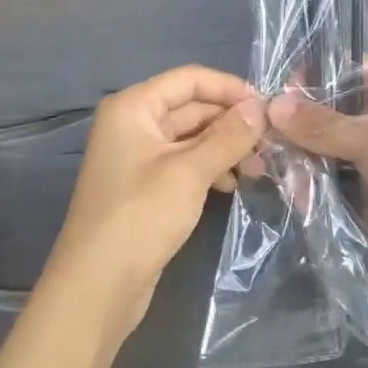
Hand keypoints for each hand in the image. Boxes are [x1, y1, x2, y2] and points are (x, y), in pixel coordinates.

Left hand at [46, 65, 264, 327]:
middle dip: (231, 122)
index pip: (189, 79)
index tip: (267, 107)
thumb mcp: (189, 172)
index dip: (229, 88)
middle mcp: (133, 124)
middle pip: (192, 107)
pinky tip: (232, 185)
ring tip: (257, 169)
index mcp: (134, 107)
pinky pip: (185, 163)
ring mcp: (139, 156)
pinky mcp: (146, 186)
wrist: (97, 288)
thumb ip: (228, 136)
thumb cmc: (140, 217)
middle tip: (271, 142)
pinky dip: (210, 168)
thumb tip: (260, 107)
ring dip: (225, 147)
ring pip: (192, 137)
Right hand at [267, 64, 367, 300]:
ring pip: (325, 146)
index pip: (340, 68)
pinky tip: (292, 191)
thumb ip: (319, 124)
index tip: (276, 97)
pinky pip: (331, 177)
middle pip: (328, 109)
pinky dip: (312, 183)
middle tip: (264, 140)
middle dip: (297, 124)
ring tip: (273, 169)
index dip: (309, 78)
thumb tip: (272, 104)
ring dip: (301, 157)